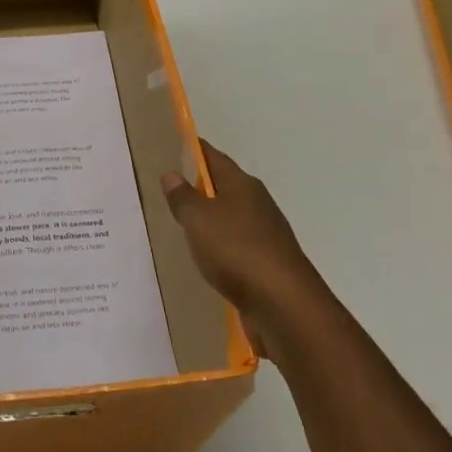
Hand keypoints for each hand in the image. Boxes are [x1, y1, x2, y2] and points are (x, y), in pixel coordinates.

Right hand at [162, 139, 329, 361]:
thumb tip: (172, 174)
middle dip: (199, 186)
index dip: (193, 151)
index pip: (214, 158)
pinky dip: (219, 247)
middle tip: (167, 188)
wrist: (284, 305)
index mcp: (243, 185)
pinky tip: (204, 257)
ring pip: (230, 218)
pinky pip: (236, 247)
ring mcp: (265, 236)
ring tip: (180, 223)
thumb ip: (183, 198)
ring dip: (209, 219)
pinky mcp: (267, 265)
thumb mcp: (199, 220)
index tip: (172, 146)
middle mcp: (257, 204)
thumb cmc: (237, 251)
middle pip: (224, 187)